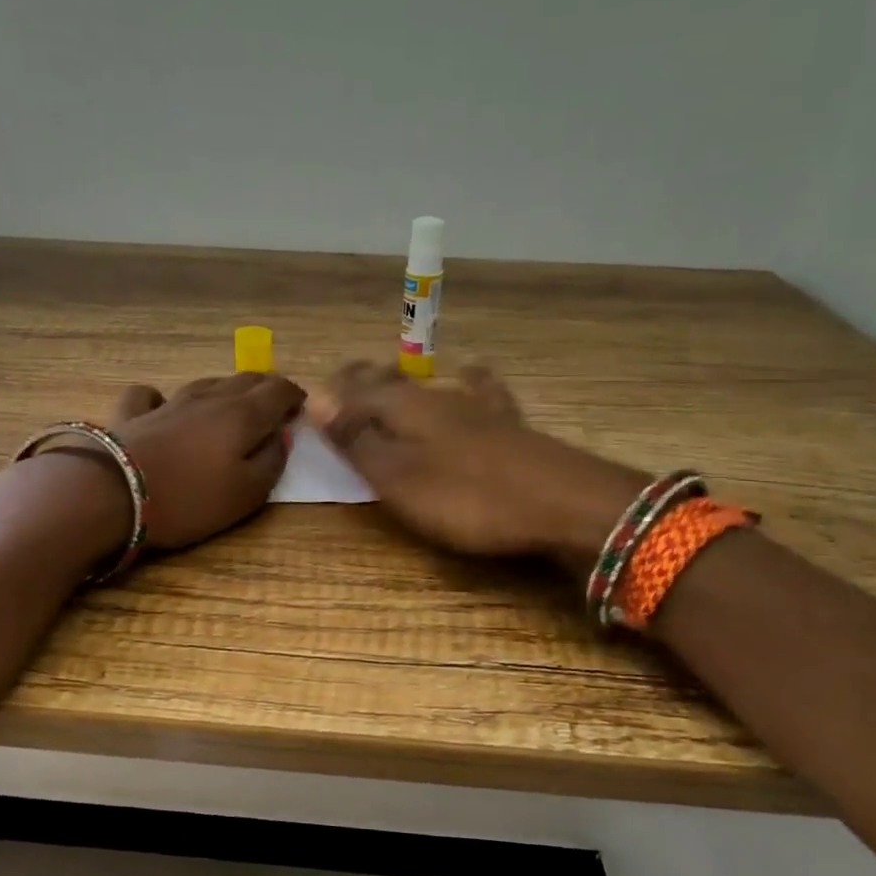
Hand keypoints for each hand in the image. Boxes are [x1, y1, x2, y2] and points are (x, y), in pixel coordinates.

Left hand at [81, 373, 303, 549]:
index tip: (301, 408)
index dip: (294, 396)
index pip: (278, 390)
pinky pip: (151, 396)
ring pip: (205, 383)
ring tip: (231, 403)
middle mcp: (209, 398)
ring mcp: (168, 402)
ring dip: (225, 389)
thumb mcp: (247, 493)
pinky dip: (163, 399)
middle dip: (265, 388)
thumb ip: (272, 462)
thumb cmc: (189, 498)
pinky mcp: (133, 414)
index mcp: (242, 415)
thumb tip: (282, 437)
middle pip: (245, 380)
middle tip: (275, 403)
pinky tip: (162, 407)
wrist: (112, 493)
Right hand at [307, 362, 650, 570]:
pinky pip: (480, 390)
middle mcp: (436, 397)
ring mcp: (476, 407)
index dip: (332, 394)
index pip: (355, 390)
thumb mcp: (399, 477)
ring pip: (429, 385)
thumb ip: (357, 439)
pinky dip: (467, 380)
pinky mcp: (507, 425)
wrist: (563, 503)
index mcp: (402, 407)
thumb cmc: (468, 497)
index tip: (312, 398)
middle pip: (390, 381)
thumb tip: (313, 399)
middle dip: (363, 382)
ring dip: (402, 382)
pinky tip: (471, 372)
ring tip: (386, 379)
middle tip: (344, 385)